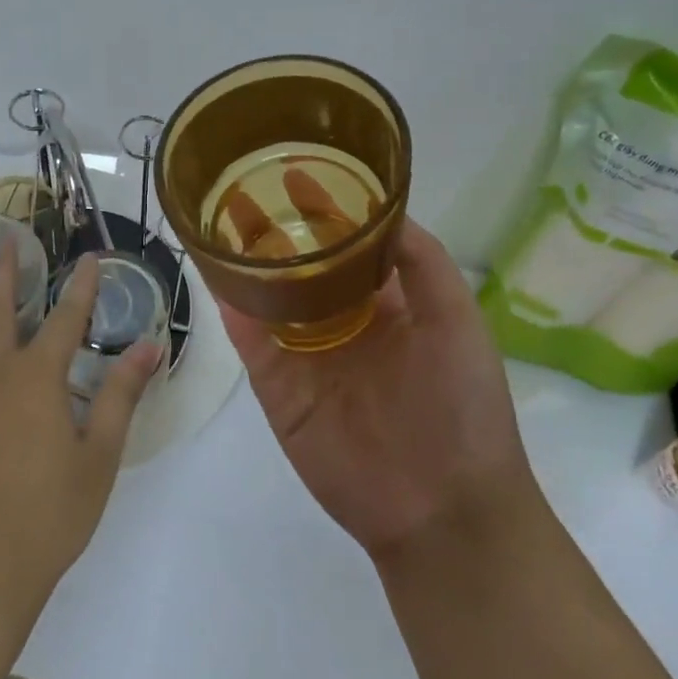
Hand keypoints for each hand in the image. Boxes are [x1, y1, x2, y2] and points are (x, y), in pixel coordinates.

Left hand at [0, 252, 160, 636]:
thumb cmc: (49, 515)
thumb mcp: (99, 457)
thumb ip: (122, 395)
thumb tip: (150, 346)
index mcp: (38, 378)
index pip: (68, 318)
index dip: (83, 286)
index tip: (91, 257)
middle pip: (0, 308)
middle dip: (6, 271)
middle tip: (5, 238)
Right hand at [219, 218, 531, 562]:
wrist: (442, 507)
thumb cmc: (463, 405)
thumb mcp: (457, 320)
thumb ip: (423, 263)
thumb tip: (384, 208)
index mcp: (388, 305)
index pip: (349, 246)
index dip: (325, 210)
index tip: (297, 171)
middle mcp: (343, 324)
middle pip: (301, 268)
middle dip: (275, 231)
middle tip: (242, 188)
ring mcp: (307, 357)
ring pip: (269, 300)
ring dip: (245, 264)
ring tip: (216, 220)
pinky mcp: (279, 390)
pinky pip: (251, 342)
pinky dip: (232, 310)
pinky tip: (214, 275)